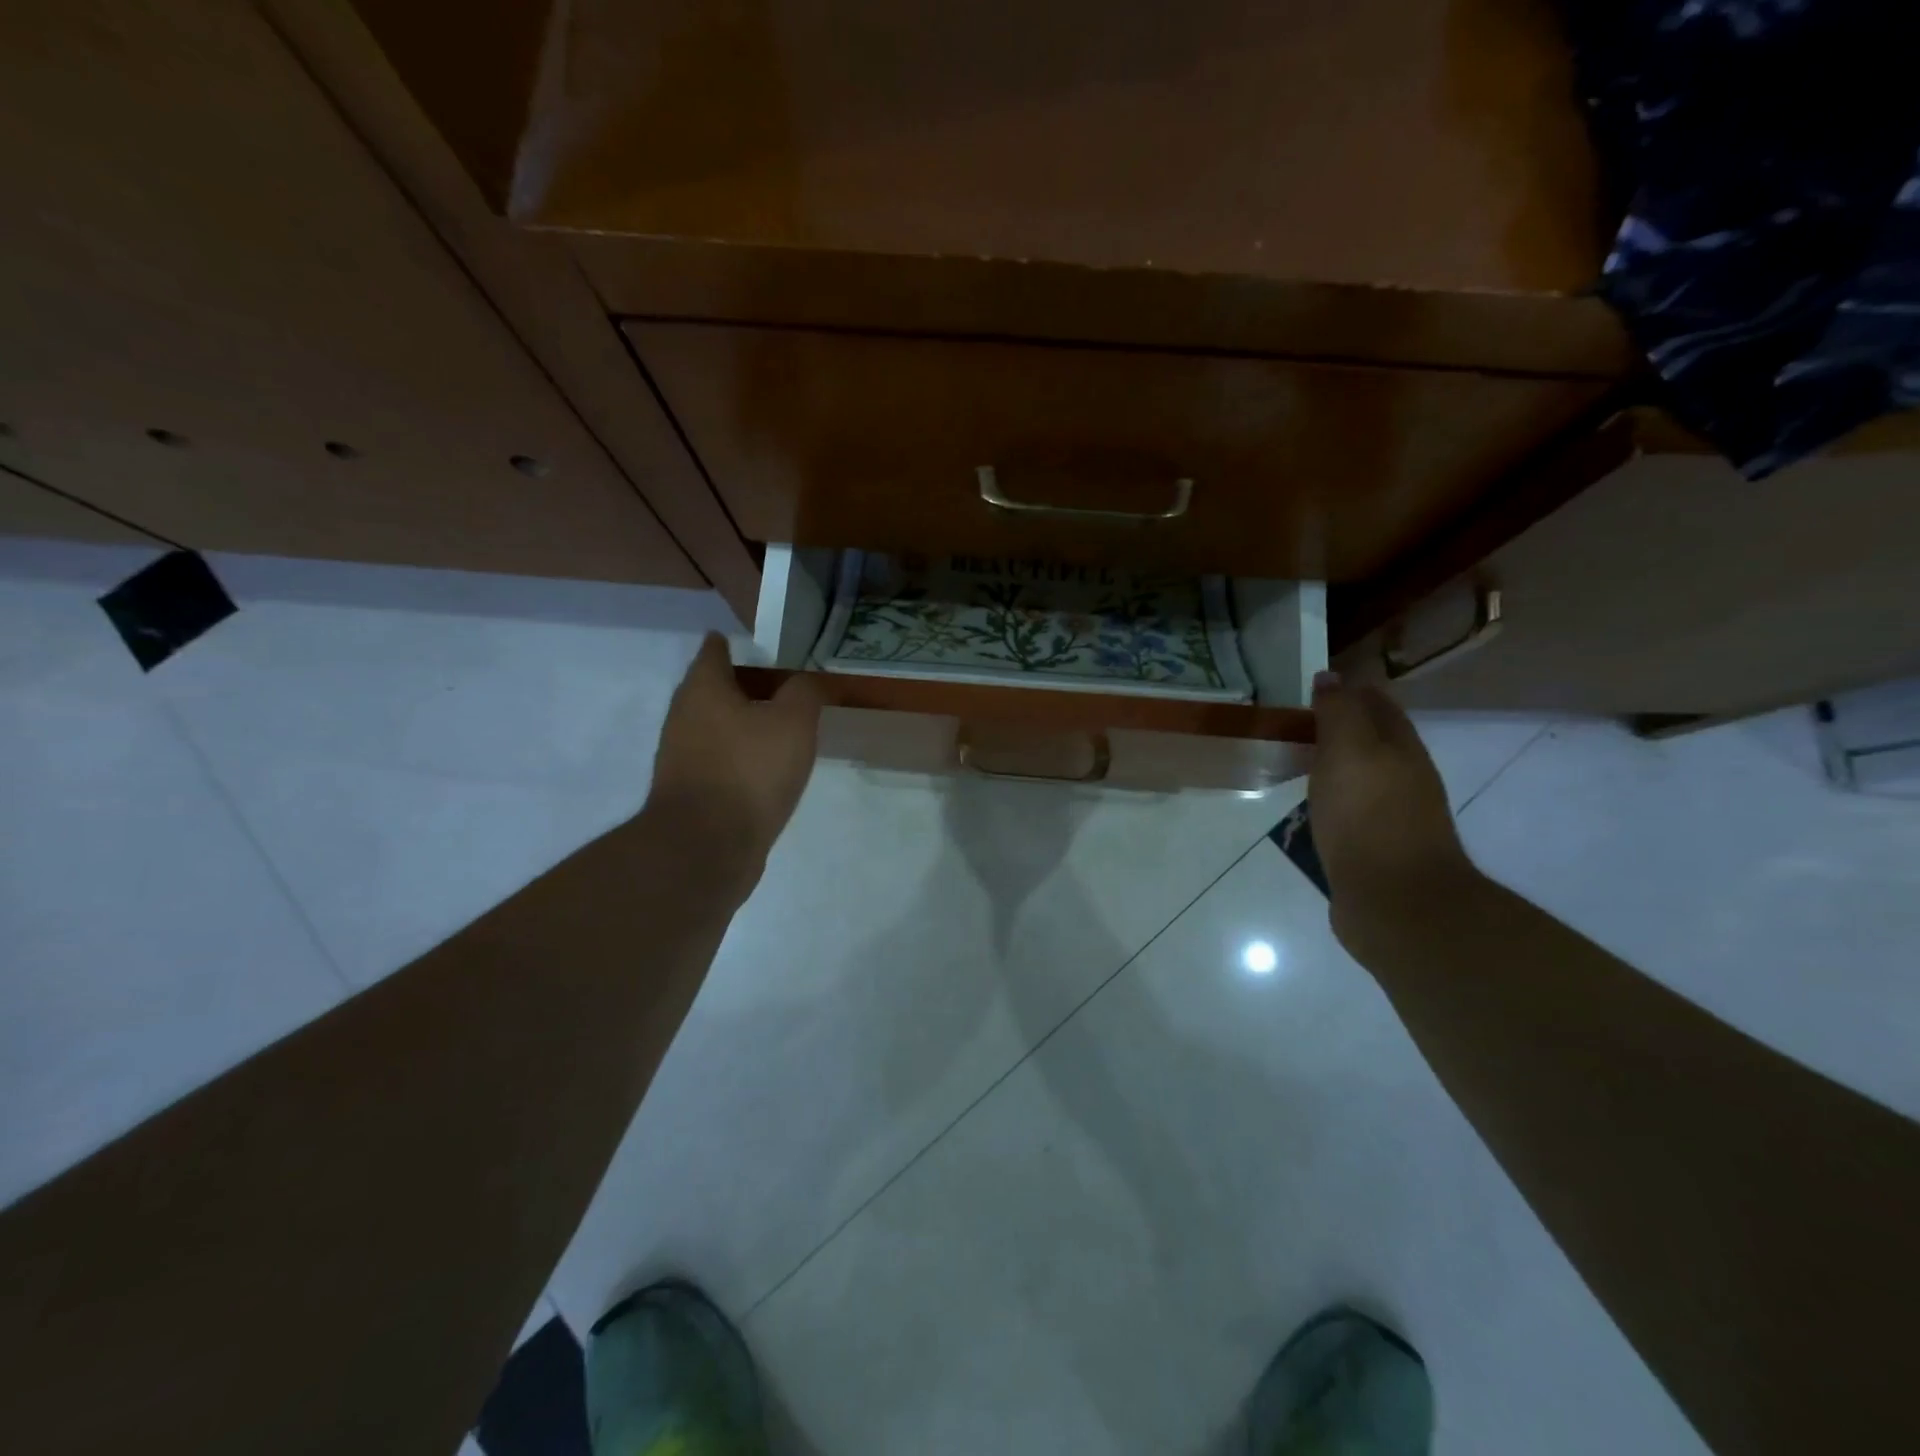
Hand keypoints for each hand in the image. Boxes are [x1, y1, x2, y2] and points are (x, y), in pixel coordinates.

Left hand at [645, 634, 823, 896]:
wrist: (706, 846)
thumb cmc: (750, 771)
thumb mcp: (793, 722)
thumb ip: (804, 693)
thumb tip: (805, 681)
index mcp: (704, 690)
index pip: (713, 652)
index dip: (729, 644)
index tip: (746, 643)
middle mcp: (684, 717)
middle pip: (709, 690)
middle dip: (737, 685)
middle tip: (773, 684)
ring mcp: (680, 757)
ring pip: (711, 726)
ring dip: (737, 723)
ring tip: (773, 726)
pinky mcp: (688, 792)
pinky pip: (715, 760)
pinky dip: (735, 755)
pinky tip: (761, 768)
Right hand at [1308, 672, 1475, 946]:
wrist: (1394, 901)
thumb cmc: (1369, 817)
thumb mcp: (1350, 751)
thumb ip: (1339, 712)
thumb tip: (1330, 677)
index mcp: (1401, 748)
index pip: (1376, 704)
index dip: (1346, 690)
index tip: (1307, 686)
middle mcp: (1402, 776)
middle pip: (1369, 739)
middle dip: (1336, 725)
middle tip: (1291, 720)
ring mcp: (1389, 814)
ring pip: (1356, 774)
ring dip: (1329, 762)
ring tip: (1291, 757)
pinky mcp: (1371, 847)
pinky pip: (1346, 808)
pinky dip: (1326, 798)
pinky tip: (1305, 804)